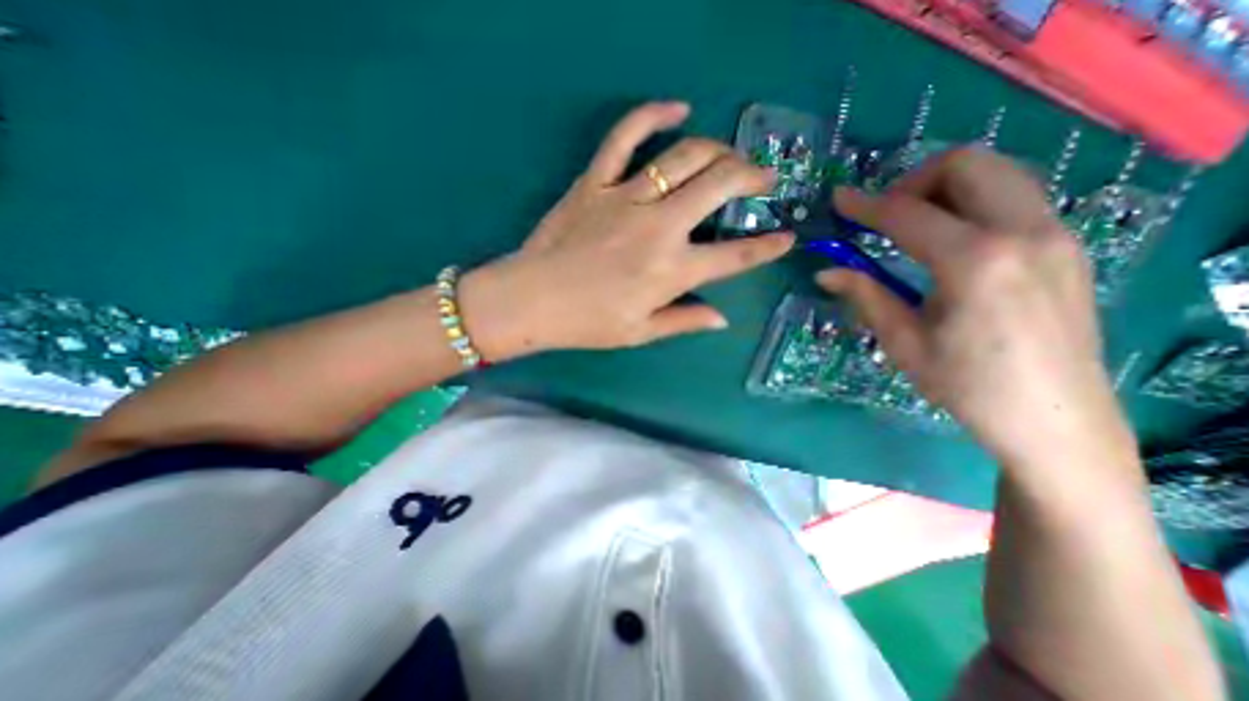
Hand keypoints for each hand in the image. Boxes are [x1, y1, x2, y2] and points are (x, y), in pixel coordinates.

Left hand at [456, 101, 787, 362]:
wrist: (531, 300)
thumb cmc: (587, 323)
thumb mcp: (640, 332)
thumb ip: (684, 321)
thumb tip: (722, 319)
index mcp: (672, 272)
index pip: (734, 256)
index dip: (766, 247)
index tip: (786, 237)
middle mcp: (659, 228)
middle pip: (720, 185)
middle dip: (752, 177)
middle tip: (763, 179)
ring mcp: (626, 199)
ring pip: (686, 156)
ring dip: (718, 151)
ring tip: (730, 157)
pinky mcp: (595, 182)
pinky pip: (625, 136)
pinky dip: (652, 114)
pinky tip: (676, 108)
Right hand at [828, 148, 1137, 470]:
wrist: (1054, 419)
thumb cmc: (965, 385)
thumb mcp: (902, 342)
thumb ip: (865, 295)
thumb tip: (825, 272)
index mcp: (974, 262)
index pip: (907, 213)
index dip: (865, 205)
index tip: (838, 199)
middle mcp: (1023, 232)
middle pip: (967, 165)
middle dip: (914, 181)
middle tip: (884, 217)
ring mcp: (1055, 234)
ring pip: (998, 172)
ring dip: (945, 187)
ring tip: (913, 225)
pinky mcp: (1066, 245)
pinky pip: (1015, 196)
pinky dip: (973, 202)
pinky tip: (949, 242)